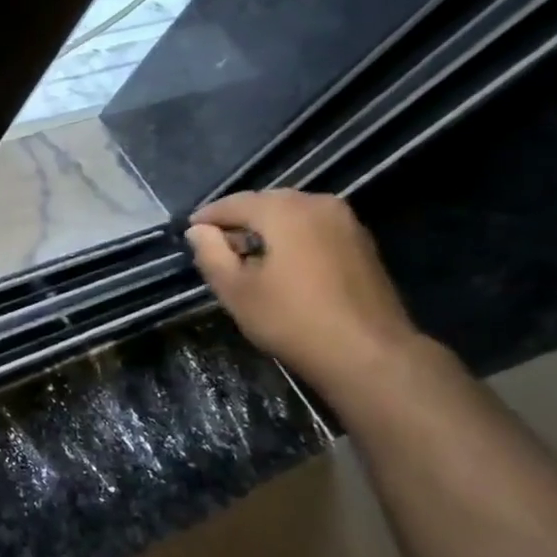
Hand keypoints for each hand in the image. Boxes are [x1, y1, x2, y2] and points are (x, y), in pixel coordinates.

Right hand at [185, 189, 422, 395]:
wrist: (367, 353)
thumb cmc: (290, 319)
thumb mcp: (234, 289)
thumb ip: (210, 253)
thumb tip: (199, 230)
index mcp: (285, 210)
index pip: (235, 203)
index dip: (208, 217)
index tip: (188, 232)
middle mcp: (318, 204)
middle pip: (266, 203)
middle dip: (238, 221)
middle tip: (215, 246)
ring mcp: (346, 222)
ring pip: (292, 214)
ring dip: (265, 230)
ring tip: (245, 257)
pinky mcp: (361, 243)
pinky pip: (313, 228)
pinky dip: (291, 238)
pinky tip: (279, 264)